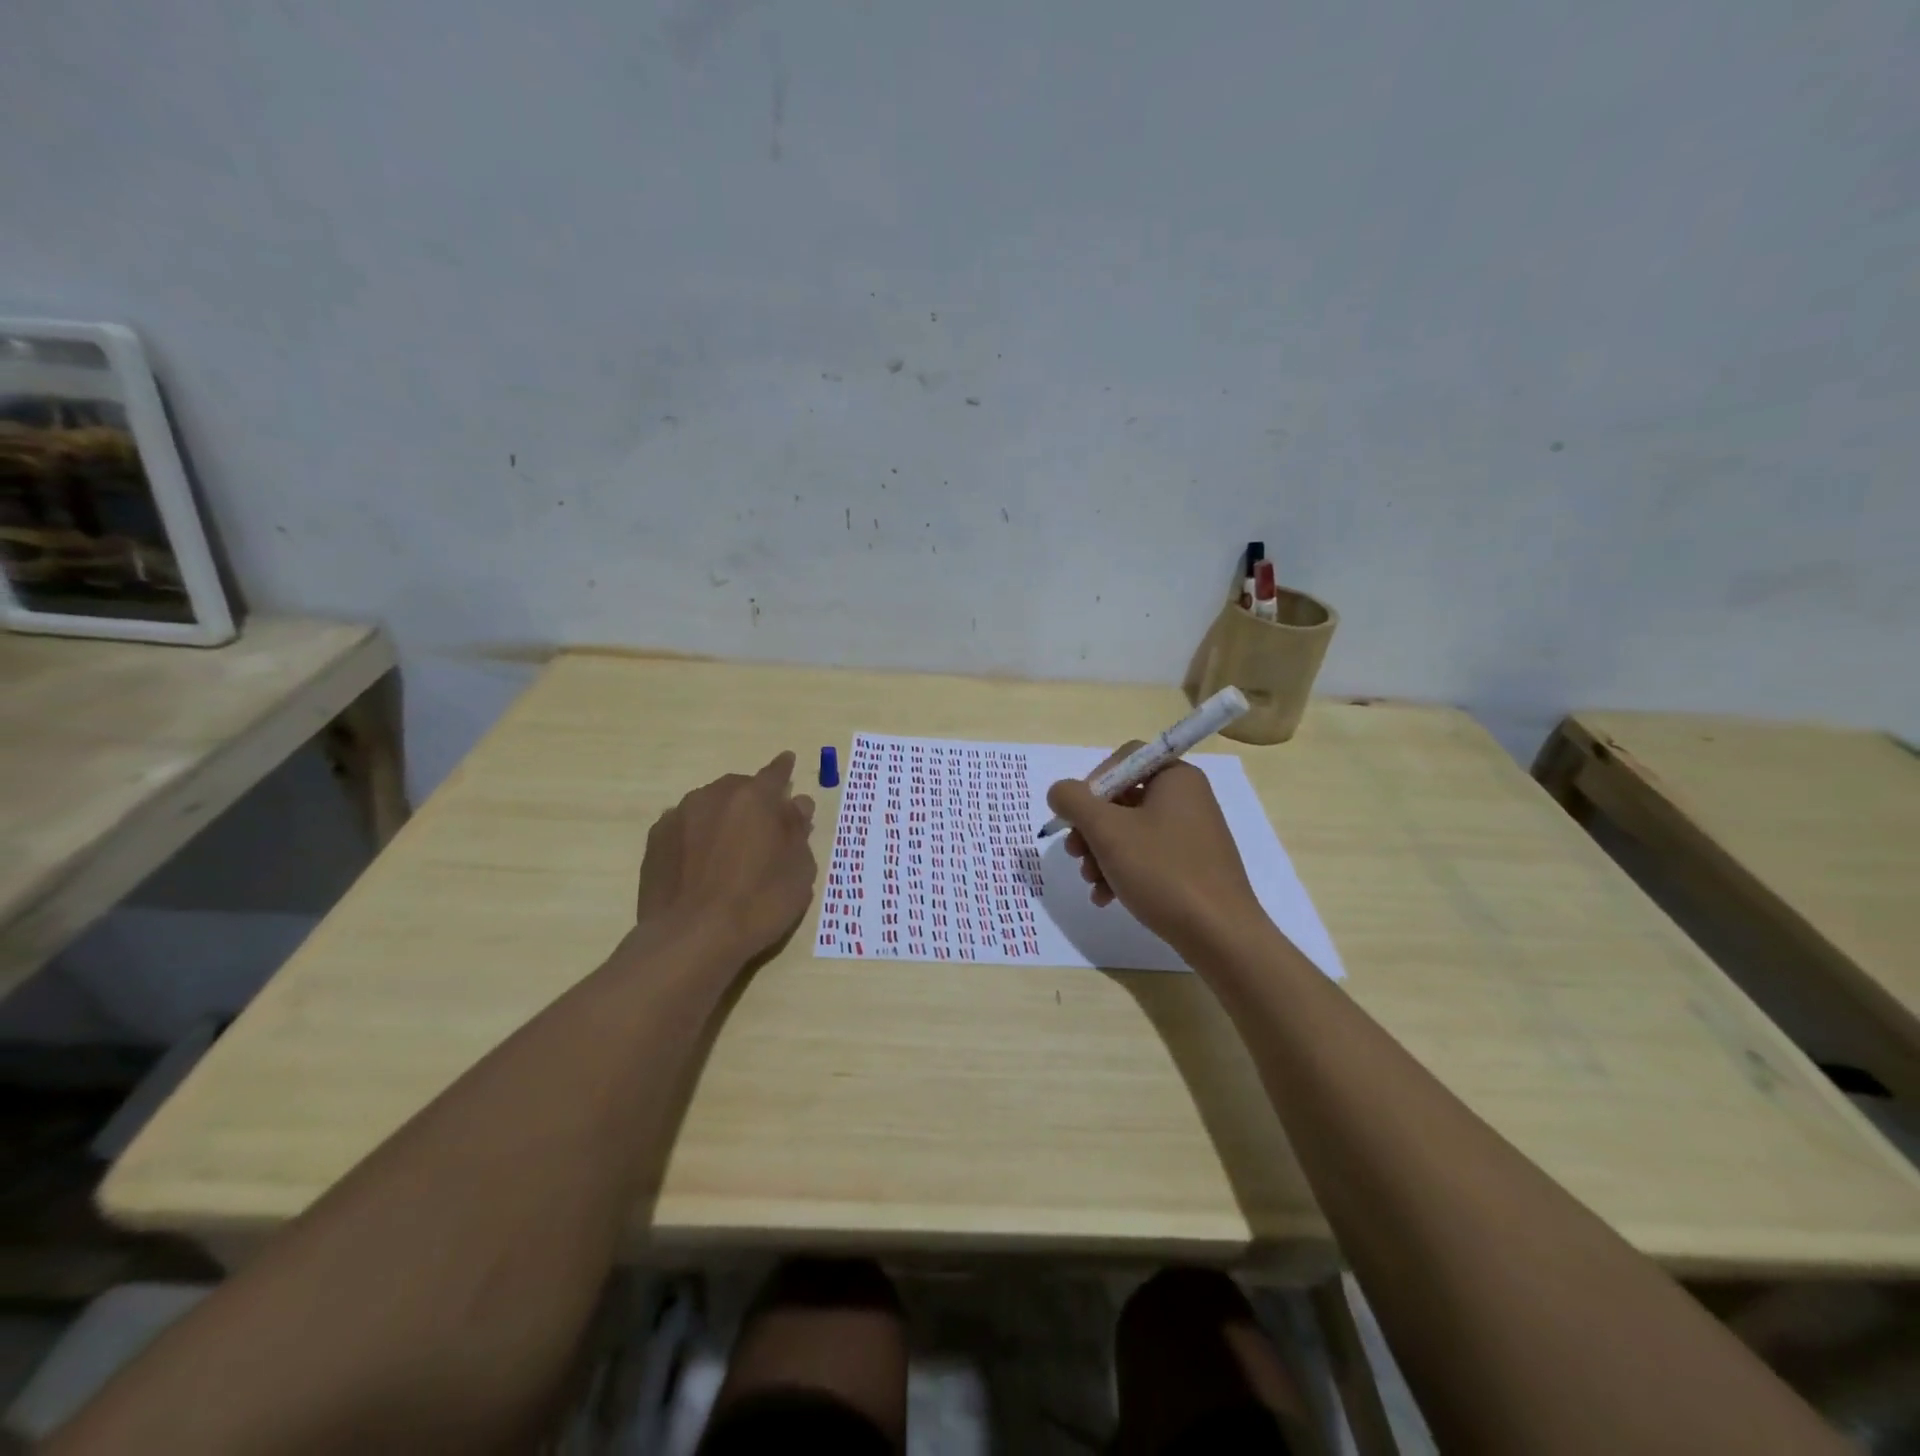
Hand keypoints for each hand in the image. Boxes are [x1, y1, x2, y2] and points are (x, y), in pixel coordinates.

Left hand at [632, 751, 817, 963]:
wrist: (691, 938)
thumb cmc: (758, 903)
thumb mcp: (798, 870)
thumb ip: (798, 831)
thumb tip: (796, 804)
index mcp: (754, 798)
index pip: (775, 773)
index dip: (784, 769)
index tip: (788, 761)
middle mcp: (714, 795)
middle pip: (739, 788)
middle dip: (753, 800)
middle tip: (763, 827)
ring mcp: (679, 815)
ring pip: (709, 805)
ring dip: (723, 817)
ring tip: (730, 848)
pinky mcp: (655, 840)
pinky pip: (685, 826)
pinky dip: (697, 835)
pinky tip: (702, 862)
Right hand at [1046, 744, 1268, 954]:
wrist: (1219, 934)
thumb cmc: (1162, 870)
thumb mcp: (1107, 830)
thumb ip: (1074, 801)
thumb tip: (1059, 792)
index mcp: (1175, 777)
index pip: (1123, 760)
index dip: (1092, 783)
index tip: (1077, 815)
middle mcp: (1187, 798)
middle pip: (1122, 798)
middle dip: (1091, 828)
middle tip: (1074, 853)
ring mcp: (1191, 834)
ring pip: (1130, 831)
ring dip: (1101, 854)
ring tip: (1090, 881)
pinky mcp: (1192, 865)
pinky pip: (1147, 856)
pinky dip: (1122, 871)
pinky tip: (1106, 897)